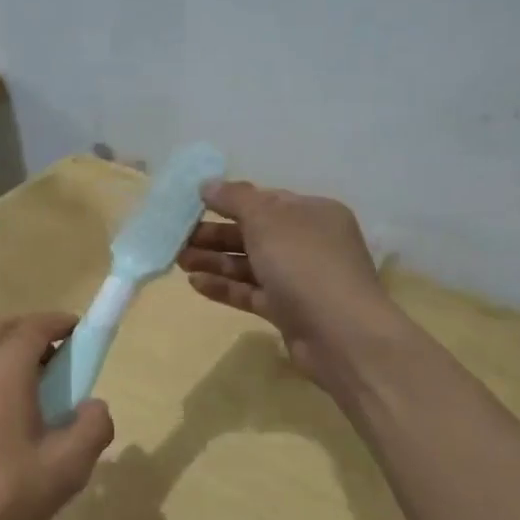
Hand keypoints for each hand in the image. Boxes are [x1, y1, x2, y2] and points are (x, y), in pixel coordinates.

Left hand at [0, 313, 115, 519]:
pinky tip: (3, 420)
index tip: (84, 334)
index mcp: (4, 368)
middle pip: (4, 327)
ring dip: (10, 355)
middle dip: (34, 333)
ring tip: (37, 393)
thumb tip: (95, 405)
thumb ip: (92, 429)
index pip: (36, 324)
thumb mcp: (64, 470)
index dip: (62, 323)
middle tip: (62, 361)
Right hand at [178, 180, 389, 390]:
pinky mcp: (288, 311)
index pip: (266, 200)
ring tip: (178, 260)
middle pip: (254, 233)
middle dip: (215, 234)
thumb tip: (208, 184)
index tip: (194, 205)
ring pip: (249, 264)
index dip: (229, 201)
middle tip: (178, 236)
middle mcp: (309, 243)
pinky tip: (195, 284)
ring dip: (214, 260)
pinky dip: (225, 287)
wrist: (341, 334)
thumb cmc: (305, 264)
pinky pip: (251, 292)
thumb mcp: (267, 219)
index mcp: (312, 213)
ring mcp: (299, 279)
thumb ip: (235, 199)